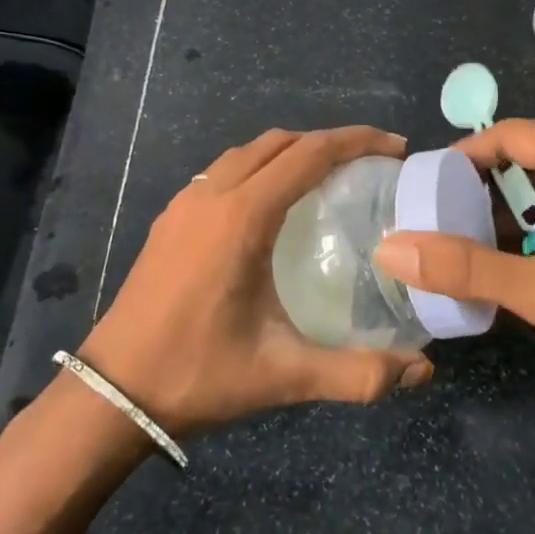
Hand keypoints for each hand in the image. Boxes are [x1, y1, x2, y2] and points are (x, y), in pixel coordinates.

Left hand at [77, 127, 433, 438]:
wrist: (112, 392)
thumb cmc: (198, 374)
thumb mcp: (283, 375)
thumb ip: (357, 374)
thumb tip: (422, 373)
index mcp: (243, 216)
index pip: (310, 154)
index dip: (358, 141)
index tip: (396, 149)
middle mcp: (213, 194)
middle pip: (280, 142)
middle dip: (329, 141)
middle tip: (370, 164)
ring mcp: (185, 203)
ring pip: (247, 152)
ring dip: (291, 151)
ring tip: (327, 178)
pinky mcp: (170, 219)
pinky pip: (223, 170)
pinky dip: (259, 167)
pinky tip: (272, 206)